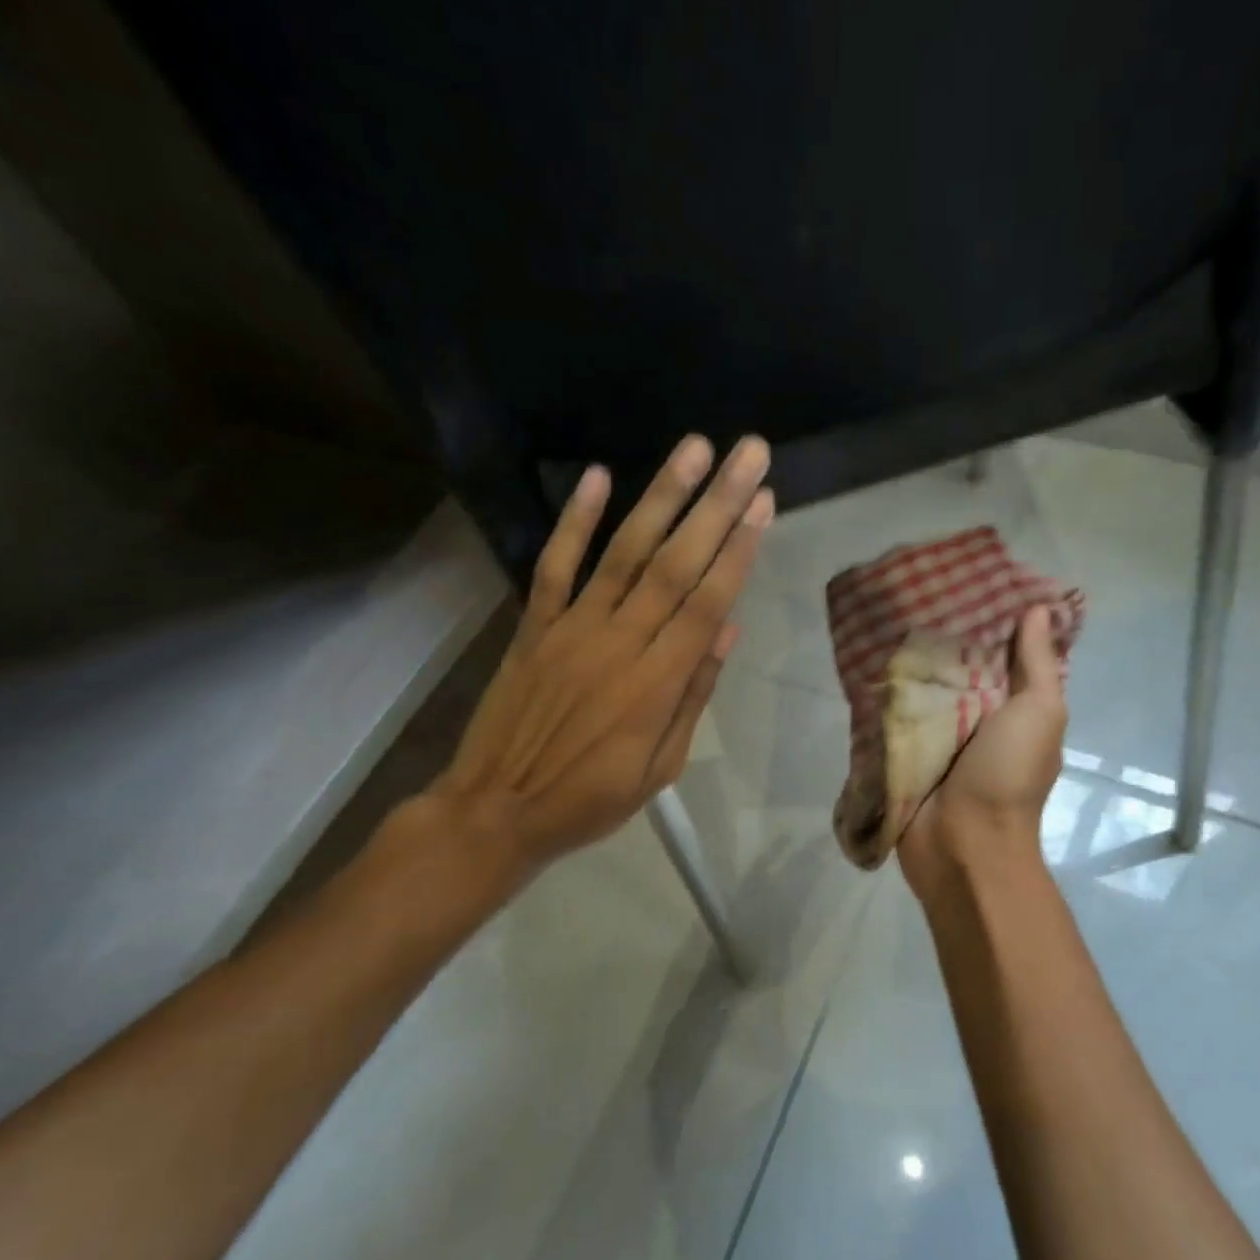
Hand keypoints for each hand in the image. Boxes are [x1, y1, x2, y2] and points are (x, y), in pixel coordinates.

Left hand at [383, 434, 772, 918]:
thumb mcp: (661, 767)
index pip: (707, 603)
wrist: (495, 811)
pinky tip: (597, 476)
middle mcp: (619, 643)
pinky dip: (574, 521)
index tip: (763, 504)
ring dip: (661, 497)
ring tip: (694, 448)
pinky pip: (554, 566)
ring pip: (624, 552)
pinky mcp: (534, 625)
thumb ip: (693, 695)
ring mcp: (571, 629)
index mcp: (656, 684)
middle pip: (676, 564)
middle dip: (717, 505)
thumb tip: (729, 630)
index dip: (738, 551)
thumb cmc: (590, 799)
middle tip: (748, 455)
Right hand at [896, 606, 1067, 907]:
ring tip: (886, 614)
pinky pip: (898, 714)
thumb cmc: (1008, 775)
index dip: (996, 619)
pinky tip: (866, 658)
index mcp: (1017, 707)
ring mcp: (941, 736)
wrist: (963, 846)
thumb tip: (1038, 610)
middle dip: (945, 634)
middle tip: (917, 590)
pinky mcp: (907, 751)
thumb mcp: (1038, 713)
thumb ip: (1037, 665)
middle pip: (963, 666)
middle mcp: (981, 717)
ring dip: (912, 661)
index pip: (1008, 653)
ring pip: (928, 688)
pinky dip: (888, 692)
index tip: (972, 579)